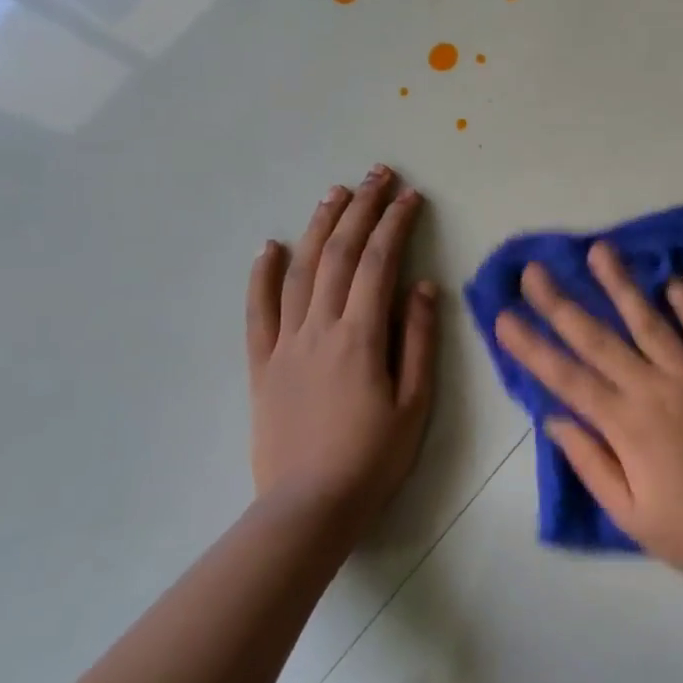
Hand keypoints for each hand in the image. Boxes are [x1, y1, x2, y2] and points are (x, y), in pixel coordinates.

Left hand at [246, 166, 437, 524]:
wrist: (309, 507)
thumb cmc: (373, 458)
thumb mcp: (415, 403)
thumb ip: (419, 340)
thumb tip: (424, 287)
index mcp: (361, 336)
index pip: (379, 263)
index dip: (396, 224)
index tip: (411, 196)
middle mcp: (320, 328)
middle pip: (339, 254)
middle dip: (361, 209)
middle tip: (378, 175)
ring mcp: (286, 344)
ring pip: (300, 271)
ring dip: (319, 226)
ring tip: (336, 193)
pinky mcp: (262, 364)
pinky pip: (258, 311)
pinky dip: (262, 275)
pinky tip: (270, 246)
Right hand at [494, 243, 682, 586]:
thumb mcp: (630, 515)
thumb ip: (591, 463)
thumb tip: (554, 418)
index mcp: (626, 426)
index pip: (567, 378)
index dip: (532, 346)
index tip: (504, 316)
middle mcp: (654, 390)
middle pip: (600, 339)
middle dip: (562, 303)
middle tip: (534, 270)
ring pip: (650, 322)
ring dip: (621, 285)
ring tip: (599, 250)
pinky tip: (673, 279)